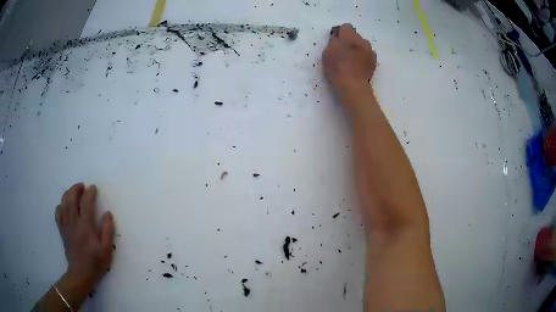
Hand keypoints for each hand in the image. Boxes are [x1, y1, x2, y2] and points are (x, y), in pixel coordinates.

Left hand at [55, 183, 113, 286]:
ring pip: (63, 204)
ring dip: (68, 194)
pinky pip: (58, 214)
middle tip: (82, 186)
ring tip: (73, 191)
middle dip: (76, 189)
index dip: (90, 193)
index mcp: (86, 227)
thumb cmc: (95, 262)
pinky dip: (60, 206)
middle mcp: (74, 223)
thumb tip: (108, 213)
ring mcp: (66, 226)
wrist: (81, 273)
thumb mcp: (106, 249)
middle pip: (71, 199)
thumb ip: (107, 230)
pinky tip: (64, 205)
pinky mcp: (62, 230)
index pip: (86, 204)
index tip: (93, 188)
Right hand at [322, 23, 376, 102]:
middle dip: (350, 40)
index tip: (337, 40)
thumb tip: (337, 37)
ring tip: (352, 59)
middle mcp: (361, 40)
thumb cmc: (336, 68)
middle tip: (344, 51)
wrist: (352, 85)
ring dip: (358, 48)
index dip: (341, 32)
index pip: (346, 26)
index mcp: (348, 36)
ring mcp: (370, 51)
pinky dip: (363, 57)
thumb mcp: (327, 52)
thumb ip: (333, 42)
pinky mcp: (374, 61)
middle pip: (356, 36)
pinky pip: (368, 54)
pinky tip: (358, 66)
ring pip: (363, 45)